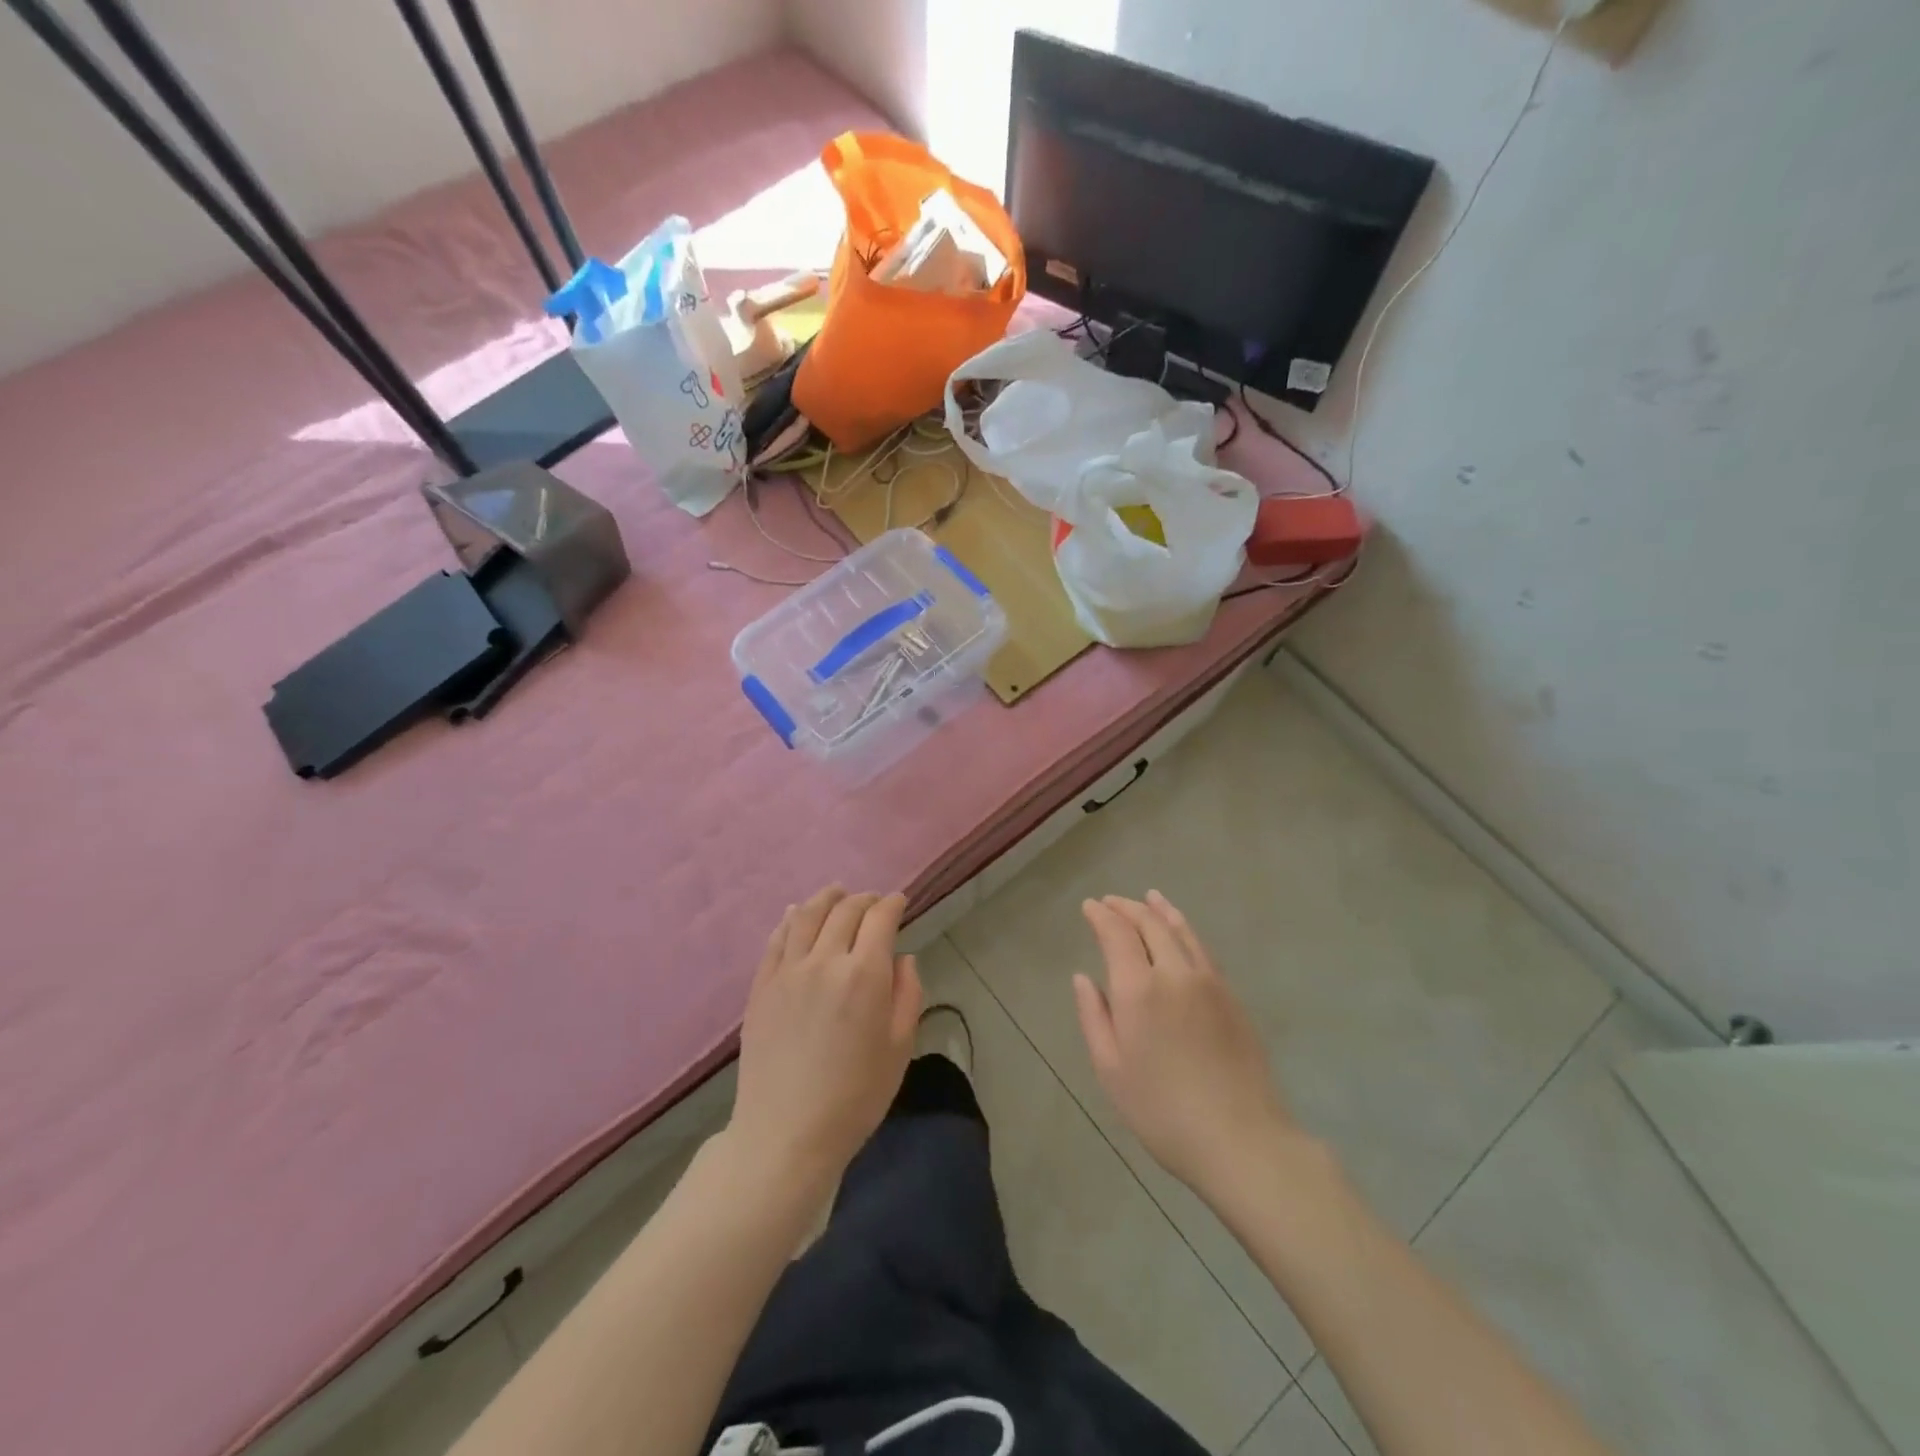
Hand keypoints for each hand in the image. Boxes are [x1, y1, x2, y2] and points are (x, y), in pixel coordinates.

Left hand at [730, 887, 922, 1194]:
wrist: (785, 1134)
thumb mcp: (899, 1049)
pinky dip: (790, 919)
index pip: (880, 919)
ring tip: (837, 893)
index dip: (893, 904)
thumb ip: (907, 995)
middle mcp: (825, 961)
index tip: (900, 901)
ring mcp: (787, 971)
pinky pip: (777, 939)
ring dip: (826, 898)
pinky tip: (796, 914)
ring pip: (807, 915)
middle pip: (845, 911)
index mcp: (864, 975)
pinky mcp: (761, 986)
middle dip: (864, 900)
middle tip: (874, 902)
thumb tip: (902, 958)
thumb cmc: (854, 1097)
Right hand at [1074, 891, 1292, 1200]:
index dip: (1101, 916)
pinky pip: (1202, 948)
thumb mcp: (1112, 1070)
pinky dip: (1185, 929)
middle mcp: (1174, 973)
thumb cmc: (1162, 1111)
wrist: (1241, 1139)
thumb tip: (1083, 978)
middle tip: (1110, 902)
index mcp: (1139, 989)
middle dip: (1127, 908)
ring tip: (1149, 897)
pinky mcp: (1231, 996)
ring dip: (1160, 910)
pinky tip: (1181, 932)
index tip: (1090, 907)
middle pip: (1149, 924)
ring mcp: (1208, 981)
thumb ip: (1094, 1017)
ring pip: (1180, 930)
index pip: (1117, 934)